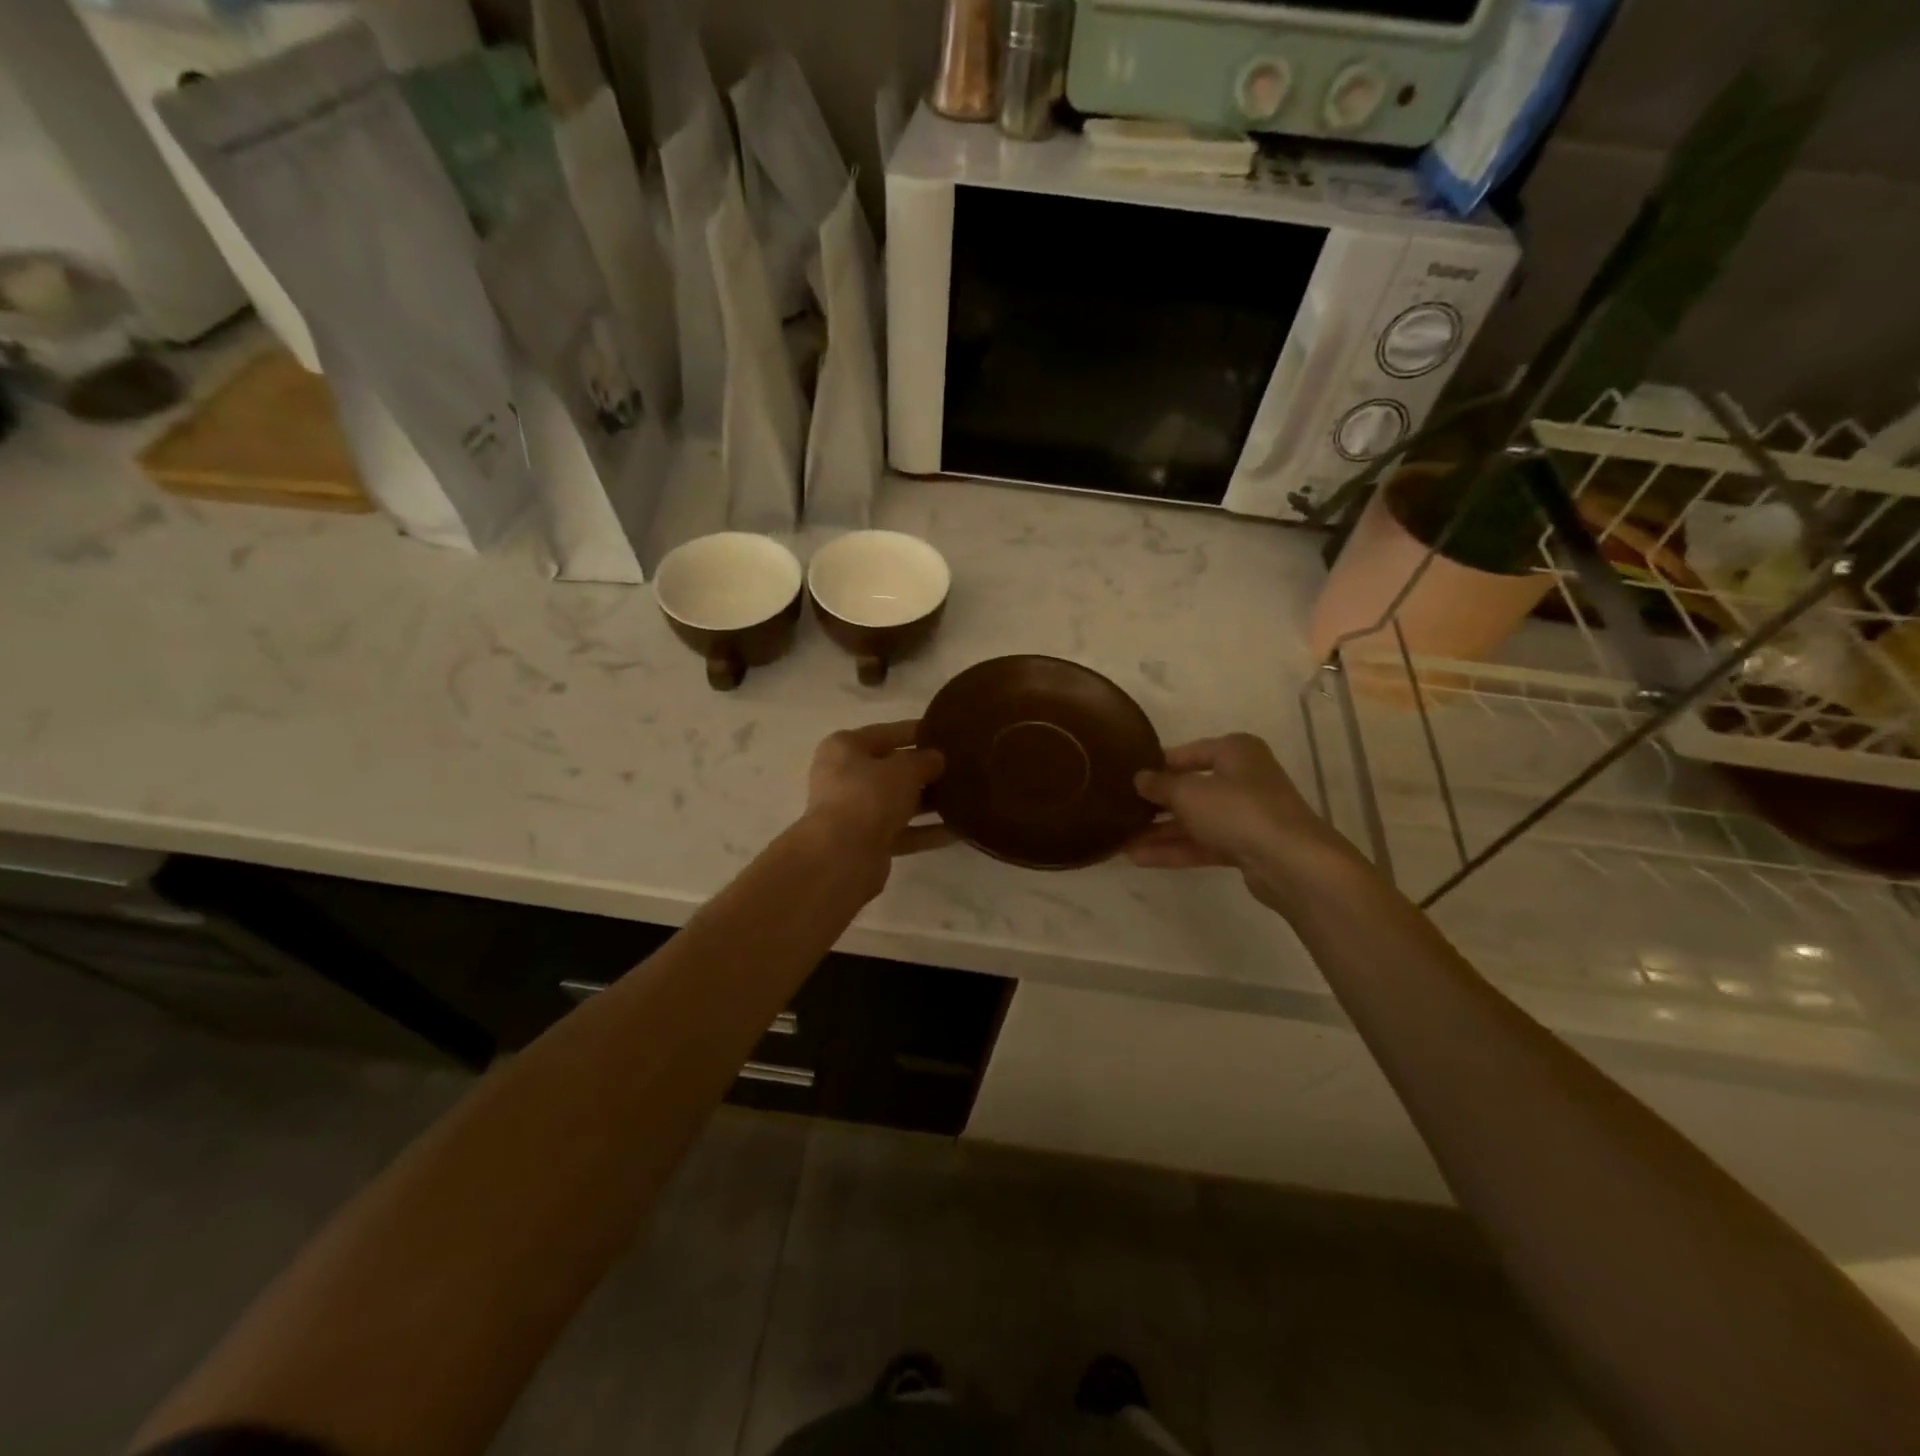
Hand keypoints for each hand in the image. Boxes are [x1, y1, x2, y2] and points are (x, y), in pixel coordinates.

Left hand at [802, 720, 952, 883]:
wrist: (843, 855)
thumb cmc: (869, 796)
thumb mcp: (904, 769)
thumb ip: (924, 760)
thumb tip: (936, 759)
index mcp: (845, 747)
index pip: (886, 733)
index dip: (916, 731)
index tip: (945, 732)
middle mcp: (844, 777)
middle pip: (891, 769)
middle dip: (924, 770)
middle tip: (960, 767)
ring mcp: (854, 811)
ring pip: (897, 802)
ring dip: (928, 802)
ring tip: (966, 798)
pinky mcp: (866, 842)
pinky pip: (902, 831)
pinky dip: (926, 831)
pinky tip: (959, 830)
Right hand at [1127, 733, 1359, 913]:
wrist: (1291, 862)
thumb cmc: (1238, 810)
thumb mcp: (1189, 792)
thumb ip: (1160, 785)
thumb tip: (1140, 778)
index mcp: (1235, 752)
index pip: (1189, 752)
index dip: (1158, 764)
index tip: (1129, 776)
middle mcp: (1244, 778)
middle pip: (1192, 788)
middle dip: (1156, 804)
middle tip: (1121, 811)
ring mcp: (1246, 815)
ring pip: (1195, 820)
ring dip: (1160, 832)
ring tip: (1122, 841)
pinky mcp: (1246, 846)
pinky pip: (1203, 844)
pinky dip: (1175, 850)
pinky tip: (1139, 858)